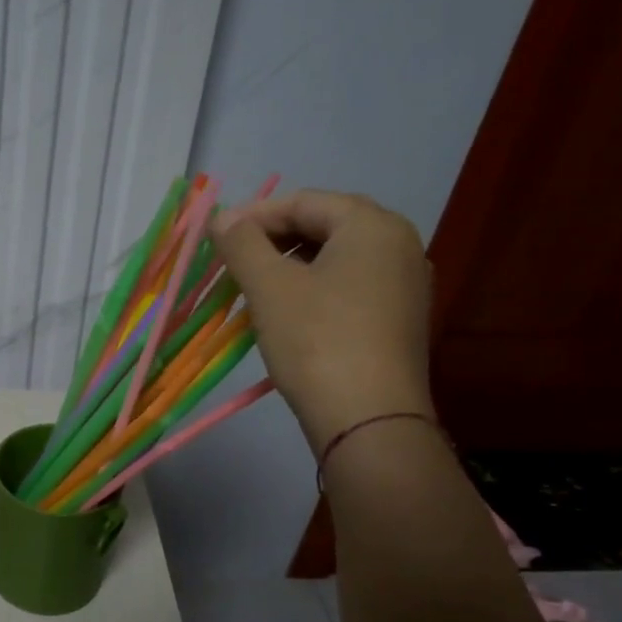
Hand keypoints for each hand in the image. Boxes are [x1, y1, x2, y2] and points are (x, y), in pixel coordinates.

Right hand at [211, 189, 433, 451]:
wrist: (369, 420)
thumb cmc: (317, 341)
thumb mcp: (270, 286)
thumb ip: (242, 243)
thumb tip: (223, 217)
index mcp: (373, 225)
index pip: (304, 201)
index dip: (254, 215)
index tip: (217, 238)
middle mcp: (399, 245)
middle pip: (324, 226)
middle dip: (273, 241)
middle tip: (234, 264)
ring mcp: (404, 285)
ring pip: (335, 260)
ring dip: (290, 267)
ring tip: (254, 290)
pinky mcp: (399, 320)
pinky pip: (349, 288)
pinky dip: (314, 291)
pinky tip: (287, 316)